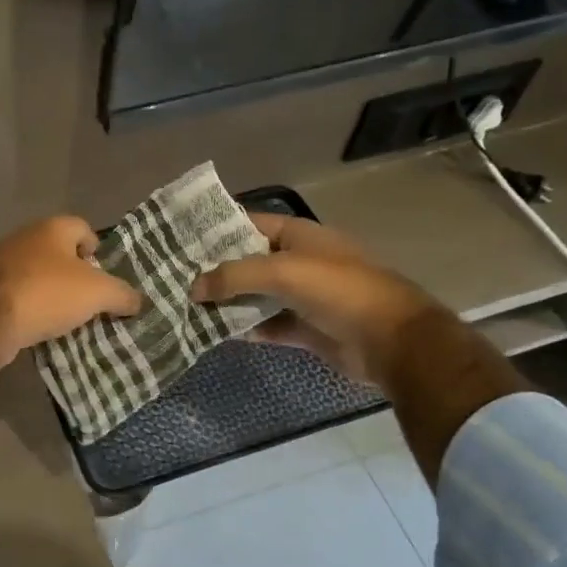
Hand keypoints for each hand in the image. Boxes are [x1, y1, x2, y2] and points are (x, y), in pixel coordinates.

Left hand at [0, 216, 142, 361]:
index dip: (97, 249)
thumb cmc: (48, 292)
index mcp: (53, 228)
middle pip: (60, 252)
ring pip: (40, 275)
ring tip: (72, 318)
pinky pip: (22, 295)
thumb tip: (138, 301)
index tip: (105, 275)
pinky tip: (44, 327)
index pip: (83, 228)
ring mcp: (4, 263)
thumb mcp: (97, 293)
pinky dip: (35, 308)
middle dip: (77, 275)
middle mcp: (27, 238)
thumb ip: (122, 294)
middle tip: (92, 300)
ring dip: (55, 293)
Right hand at [190, 213, 439, 383]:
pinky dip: (245, 328)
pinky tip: (215, 332)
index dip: (215, 231)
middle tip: (172, 277)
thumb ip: (234, 276)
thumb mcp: (283, 272)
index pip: (248, 224)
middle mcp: (298, 261)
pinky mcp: (305, 328)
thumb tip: (193, 288)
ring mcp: (302, 296)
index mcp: (298, 235)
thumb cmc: (338, 290)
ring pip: (255, 295)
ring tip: (184, 306)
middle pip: (248, 262)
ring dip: (227, 301)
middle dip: (214, 270)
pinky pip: (267, 324)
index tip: (178, 241)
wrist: (393, 341)